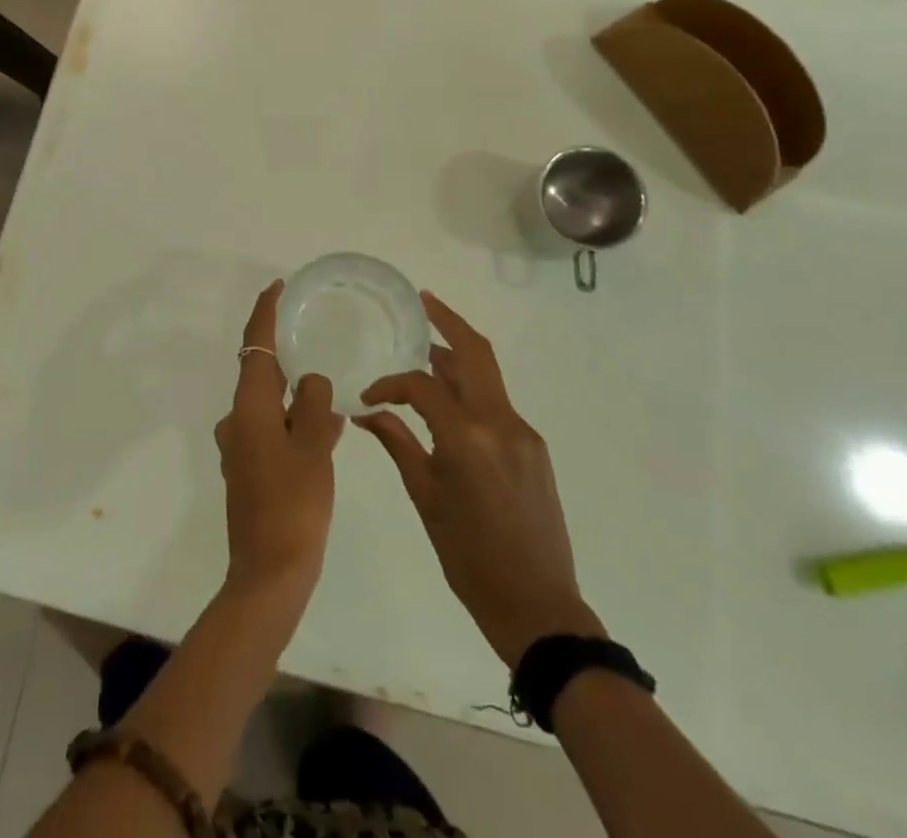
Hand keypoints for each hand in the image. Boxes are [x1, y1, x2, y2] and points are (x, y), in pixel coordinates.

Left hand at [215, 280, 343, 602]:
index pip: (255, 346)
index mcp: (250, 407)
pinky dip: (293, 423)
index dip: (264, 312)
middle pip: (260, 373)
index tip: (277, 287)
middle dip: (285, 355)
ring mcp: (239, 448)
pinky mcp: (247, 471)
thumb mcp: (315, 447)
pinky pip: (271, 431)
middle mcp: (237, 420)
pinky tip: (324, 432)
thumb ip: (316, 405)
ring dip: (294, 395)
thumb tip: (312, 383)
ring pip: (269, 405)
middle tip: (313, 337)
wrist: (269, 574)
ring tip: (330, 392)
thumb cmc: (293, 504)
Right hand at [358, 291, 603, 666]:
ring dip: (458, 356)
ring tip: (428, 347)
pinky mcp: (534, 446)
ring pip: (488, 375)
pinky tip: (451, 402)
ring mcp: (523, 432)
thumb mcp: (426, 499)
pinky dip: (471, 390)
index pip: (423, 386)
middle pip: (475, 353)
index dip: (391, 383)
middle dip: (448, 321)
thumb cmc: (469, 558)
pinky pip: (497, 403)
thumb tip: (368, 412)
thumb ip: (398, 443)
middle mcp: (500, 423)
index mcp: (467, 438)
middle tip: (424, 301)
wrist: (537, 605)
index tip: (370, 396)